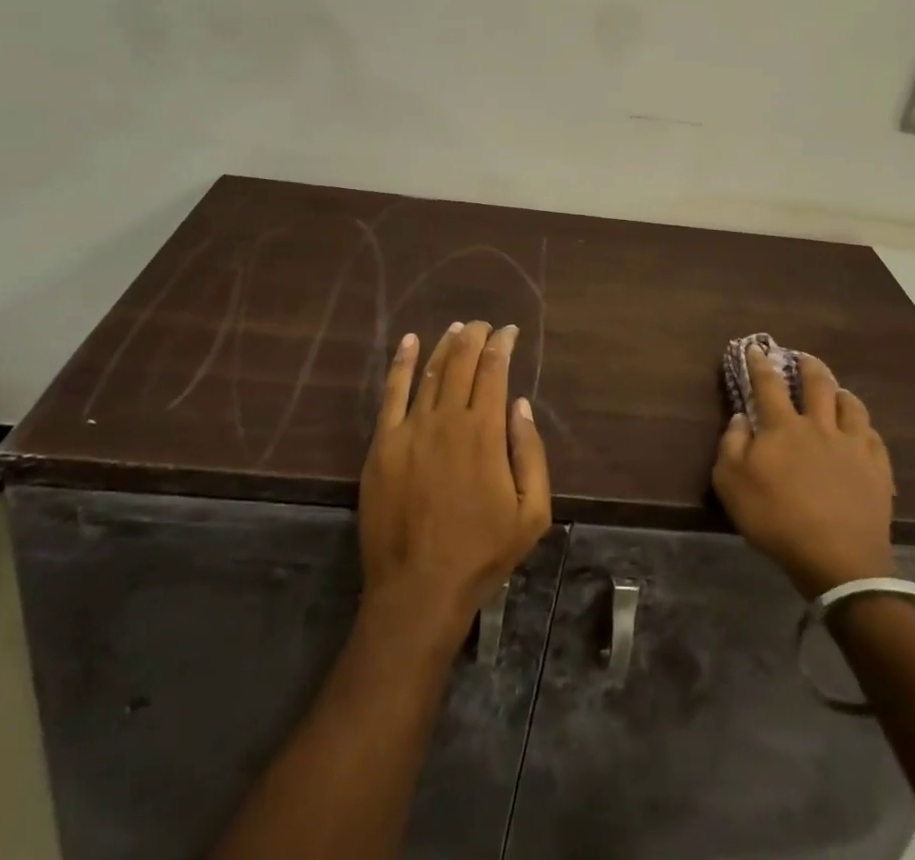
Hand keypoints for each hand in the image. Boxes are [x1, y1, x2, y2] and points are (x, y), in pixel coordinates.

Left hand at [358, 321, 551, 633]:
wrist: (418, 590)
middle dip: (475, 336)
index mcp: (485, 433)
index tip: (509, 331)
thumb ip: (531, 453)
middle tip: (484, 325)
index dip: (502, 345)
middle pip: (461, 363)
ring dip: (445, 345)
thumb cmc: (482, 553)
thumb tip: (520, 404)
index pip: (494, 372)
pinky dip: (401, 363)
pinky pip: (391, 393)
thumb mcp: (531, 513)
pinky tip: (408, 342)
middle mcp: (447, 420)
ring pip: (429, 371)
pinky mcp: (382, 445)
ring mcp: (410, 430)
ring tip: (457, 328)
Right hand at [712, 346, 896, 600]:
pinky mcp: (877, 469)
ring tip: (837, 391)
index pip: (768, 384)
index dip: (760, 364)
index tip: (756, 349)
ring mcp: (852, 446)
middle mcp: (819, 426)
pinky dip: (864, 426)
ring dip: (841, 392)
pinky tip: (862, 430)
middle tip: (804, 359)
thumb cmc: (776, 519)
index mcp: (783, 427)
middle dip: (809, 366)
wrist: (837, 559)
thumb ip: (731, 445)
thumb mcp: (731, 484)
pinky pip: (873, 435)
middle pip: (817, 384)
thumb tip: (740, 418)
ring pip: (851, 404)